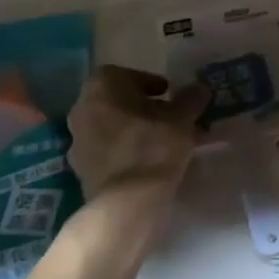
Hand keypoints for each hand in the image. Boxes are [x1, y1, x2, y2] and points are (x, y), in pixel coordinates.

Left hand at [67, 66, 209, 197]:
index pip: (122, 74)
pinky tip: (152, 164)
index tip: (168, 94)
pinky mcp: (82, 172)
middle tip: (170, 118)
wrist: (127, 203)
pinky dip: (128, 153)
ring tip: (167, 143)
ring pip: (113, 129)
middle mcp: (81, 111)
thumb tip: (199, 88)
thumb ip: (190, 100)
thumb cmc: (152, 147)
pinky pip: (109, 153)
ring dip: (137, 131)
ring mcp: (78, 143)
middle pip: (117, 102)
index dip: (147, 82)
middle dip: (144, 108)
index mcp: (100, 89)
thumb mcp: (181, 119)